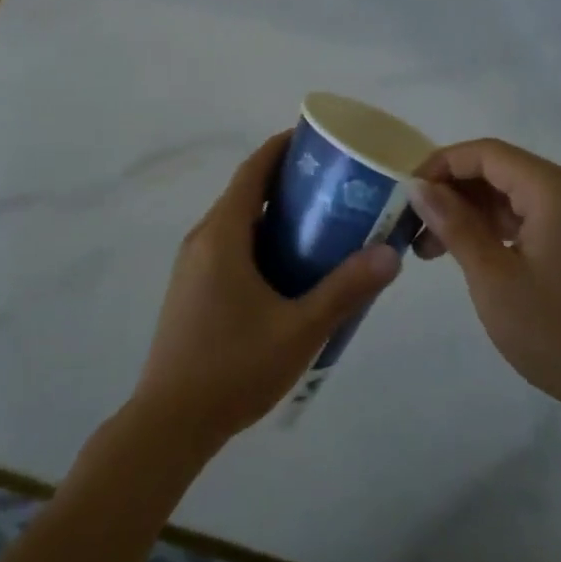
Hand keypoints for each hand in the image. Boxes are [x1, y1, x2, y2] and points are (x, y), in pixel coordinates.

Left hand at [131, 132, 401, 453]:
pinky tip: (289, 270)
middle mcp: (202, 239)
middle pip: (246, 193)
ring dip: (273, 215)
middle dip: (286, 182)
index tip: (314, 138)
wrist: (169, 423)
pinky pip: (229, 247)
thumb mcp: (299, 329)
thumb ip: (345, 290)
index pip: (252, 171)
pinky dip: (259, 241)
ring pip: (237, 224)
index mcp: (222, 234)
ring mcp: (192, 266)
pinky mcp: (191, 290)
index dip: (281, 147)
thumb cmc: (233, 367)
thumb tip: (390, 254)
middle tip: (333, 185)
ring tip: (320, 224)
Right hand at [410, 139, 560, 426]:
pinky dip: (492, 226)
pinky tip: (465, 252)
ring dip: (468, 212)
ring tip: (430, 248)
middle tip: (414, 227)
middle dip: (452, 192)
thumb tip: (417, 186)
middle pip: (497, 169)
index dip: (441, 165)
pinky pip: (524, 213)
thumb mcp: (491, 276)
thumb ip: (453, 223)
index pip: (485, 153)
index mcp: (552, 188)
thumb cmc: (553, 330)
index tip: (407, 194)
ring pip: (508, 193)